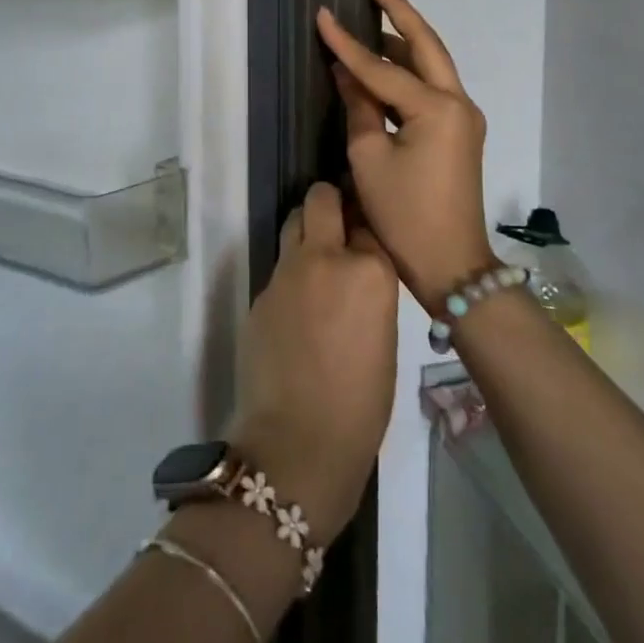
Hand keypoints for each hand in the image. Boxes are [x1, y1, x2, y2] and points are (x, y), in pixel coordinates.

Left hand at [228, 182, 396, 546]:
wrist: (298, 442)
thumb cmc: (361, 405)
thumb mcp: (385, 339)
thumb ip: (369, 291)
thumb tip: (356, 273)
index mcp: (370, 270)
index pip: (367, 223)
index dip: (365, 229)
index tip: (366, 238)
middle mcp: (326, 257)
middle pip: (322, 200)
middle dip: (329, 204)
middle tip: (336, 225)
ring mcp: (286, 271)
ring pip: (294, 223)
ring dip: (306, 232)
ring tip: (315, 262)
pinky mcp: (259, 291)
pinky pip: (279, 267)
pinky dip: (290, 275)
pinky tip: (296, 309)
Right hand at [316, 0, 494, 311]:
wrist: (451, 264)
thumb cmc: (404, 215)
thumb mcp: (369, 159)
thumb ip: (360, 107)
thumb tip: (347, 72)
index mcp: (437, 108)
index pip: (382, 67)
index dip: (347, 43)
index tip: (322, 14)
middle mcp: (458, 103)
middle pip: (426, 44)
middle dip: (398, 10)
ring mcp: (464, 117)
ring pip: (431, 64)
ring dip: (403, 39)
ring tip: (374, 11)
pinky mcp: (458, 132)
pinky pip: (431, 88)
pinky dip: (407, 70)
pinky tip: (383, 62)